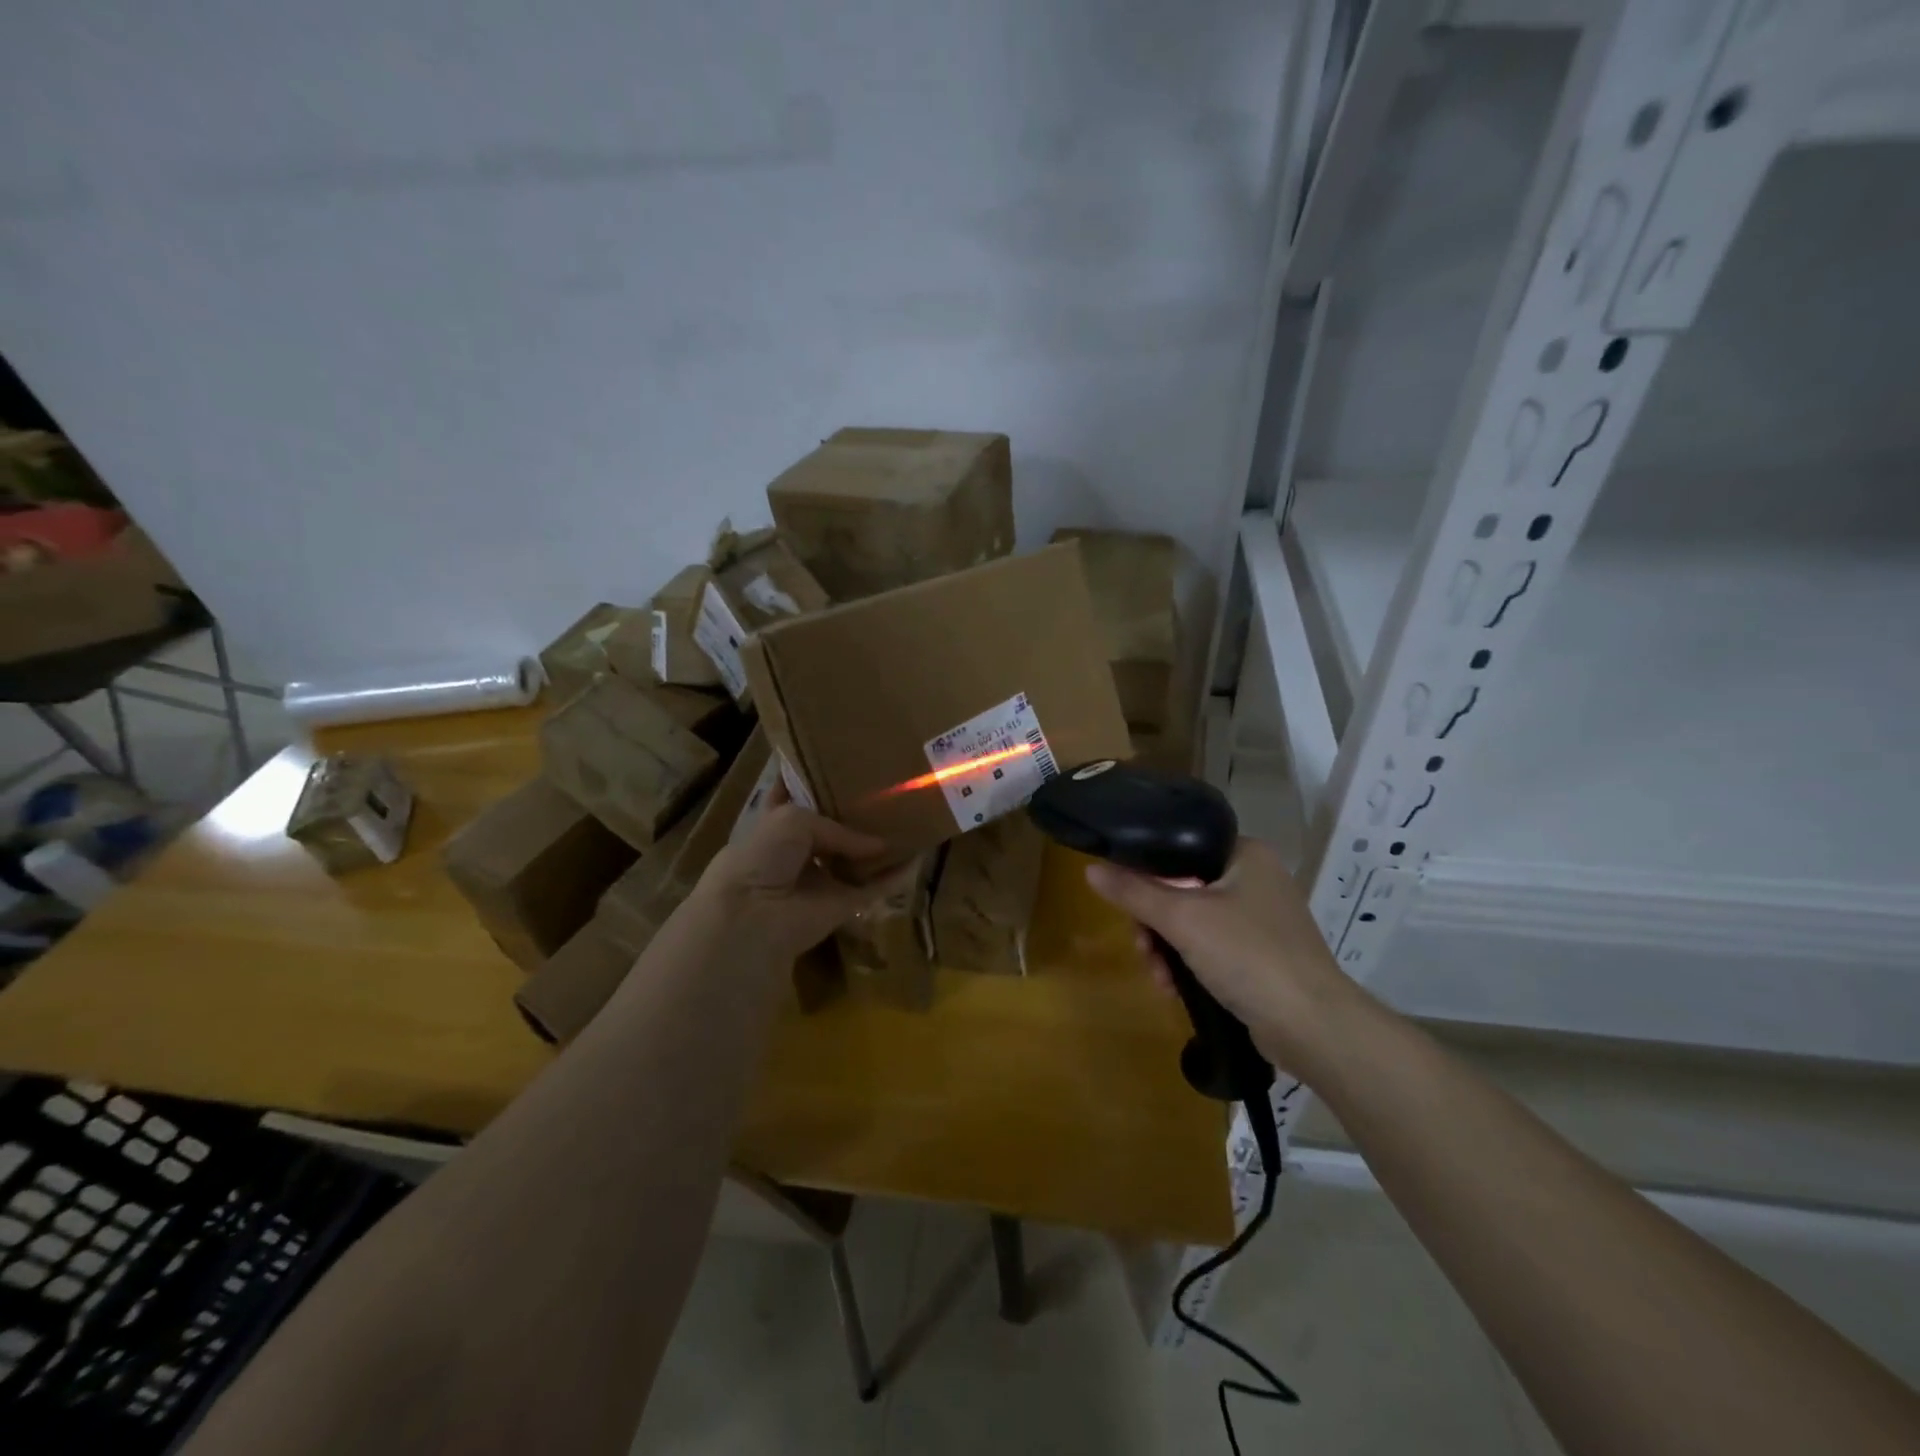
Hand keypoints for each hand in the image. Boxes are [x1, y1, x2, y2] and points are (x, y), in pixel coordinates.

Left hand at [698, 784, 906, 962]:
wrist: (755, 915)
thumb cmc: (763, 856)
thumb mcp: (793, 820)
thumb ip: (838, 827)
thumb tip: (878, 844)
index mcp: (776, 825)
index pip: (794, 798)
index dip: (811, 781)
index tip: (836, 760)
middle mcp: (799, 851)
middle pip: (831, 829)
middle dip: (854, 812)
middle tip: (886, 788)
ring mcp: (822, 879)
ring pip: (856, 859)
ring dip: (879, 845)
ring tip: (909, 818)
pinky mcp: (843, 904)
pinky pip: (876, 888)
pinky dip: (897, 876)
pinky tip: (919, 857)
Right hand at [1083, 838, 1375, 1080]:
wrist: (1313, 1028)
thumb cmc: (1248, 956)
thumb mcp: (1182, 920)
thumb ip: (1134, 892)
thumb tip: (1090, 869)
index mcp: (1245, 854)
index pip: (1180, 849)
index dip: (1147, 873)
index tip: (1128, 903)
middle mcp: (1255, 879)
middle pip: (1181, 888)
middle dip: (1154, 924)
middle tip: (1143, 947)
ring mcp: (1260, 920)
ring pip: (1192, 922)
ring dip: (1166, 950)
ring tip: (1159, 978)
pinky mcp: (1261, 956)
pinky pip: (1210, 948)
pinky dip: (1189, 966)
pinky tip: (1175, 990)